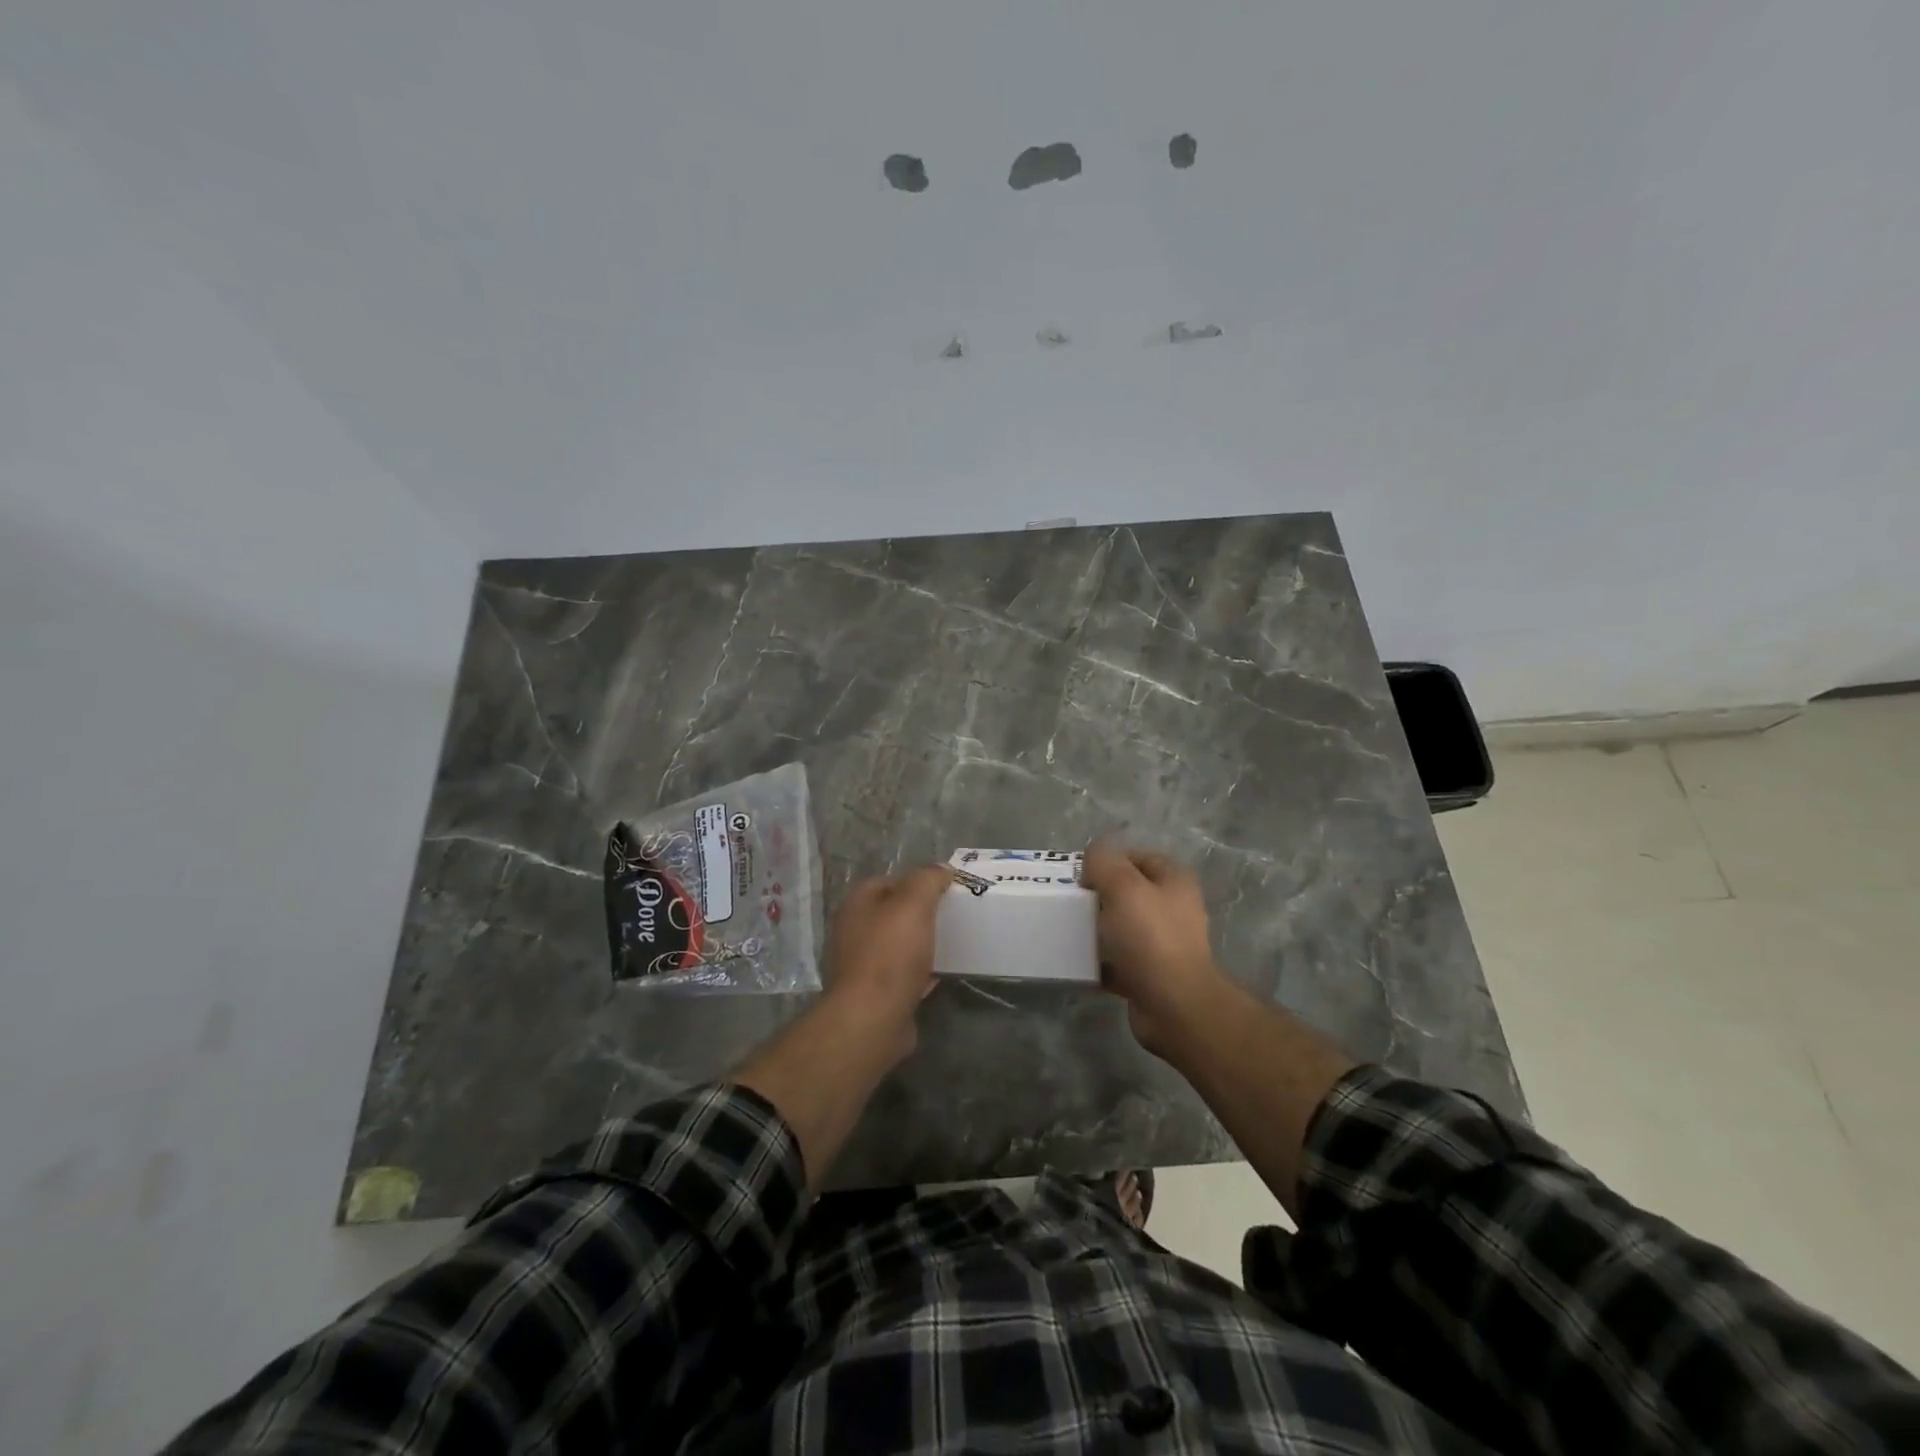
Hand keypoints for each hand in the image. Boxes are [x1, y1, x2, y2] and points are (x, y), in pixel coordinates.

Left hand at [820, 865, 952, 1064]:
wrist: (873, 1019)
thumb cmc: (890, 954)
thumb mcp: (913, 903)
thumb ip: (928, 879)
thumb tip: (942, 869)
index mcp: (857, 903)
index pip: (891, 880)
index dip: (919, 881)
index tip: (948, 889)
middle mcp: (854, 930)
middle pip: (895, 912)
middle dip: (923, 913)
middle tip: (952, 915)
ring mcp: (862, 963)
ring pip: (900, 943)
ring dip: (923, 942)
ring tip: (952, 941)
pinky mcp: (876, 993)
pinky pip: (904, 973)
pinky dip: (922, 971)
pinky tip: (942, 973)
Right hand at [1081, 841, 1227, 1057]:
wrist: (1174, 1006)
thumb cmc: (1150, 938)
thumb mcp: (1123, 886)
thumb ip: (1103, 862)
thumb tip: (1092, 857)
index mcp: (1174, 881)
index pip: (1136, 857)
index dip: (1107, 860)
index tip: (1080, 875)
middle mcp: (1173, 908)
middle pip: (1127, 892)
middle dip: (1098, 895)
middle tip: (1071, 902)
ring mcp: (1163, 944)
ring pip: (1121, 926)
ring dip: (1097, 928)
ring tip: (1070, 930)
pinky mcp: (1150, 974)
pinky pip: (1118, 960)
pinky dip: (1099, 960)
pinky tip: (1079, 961)